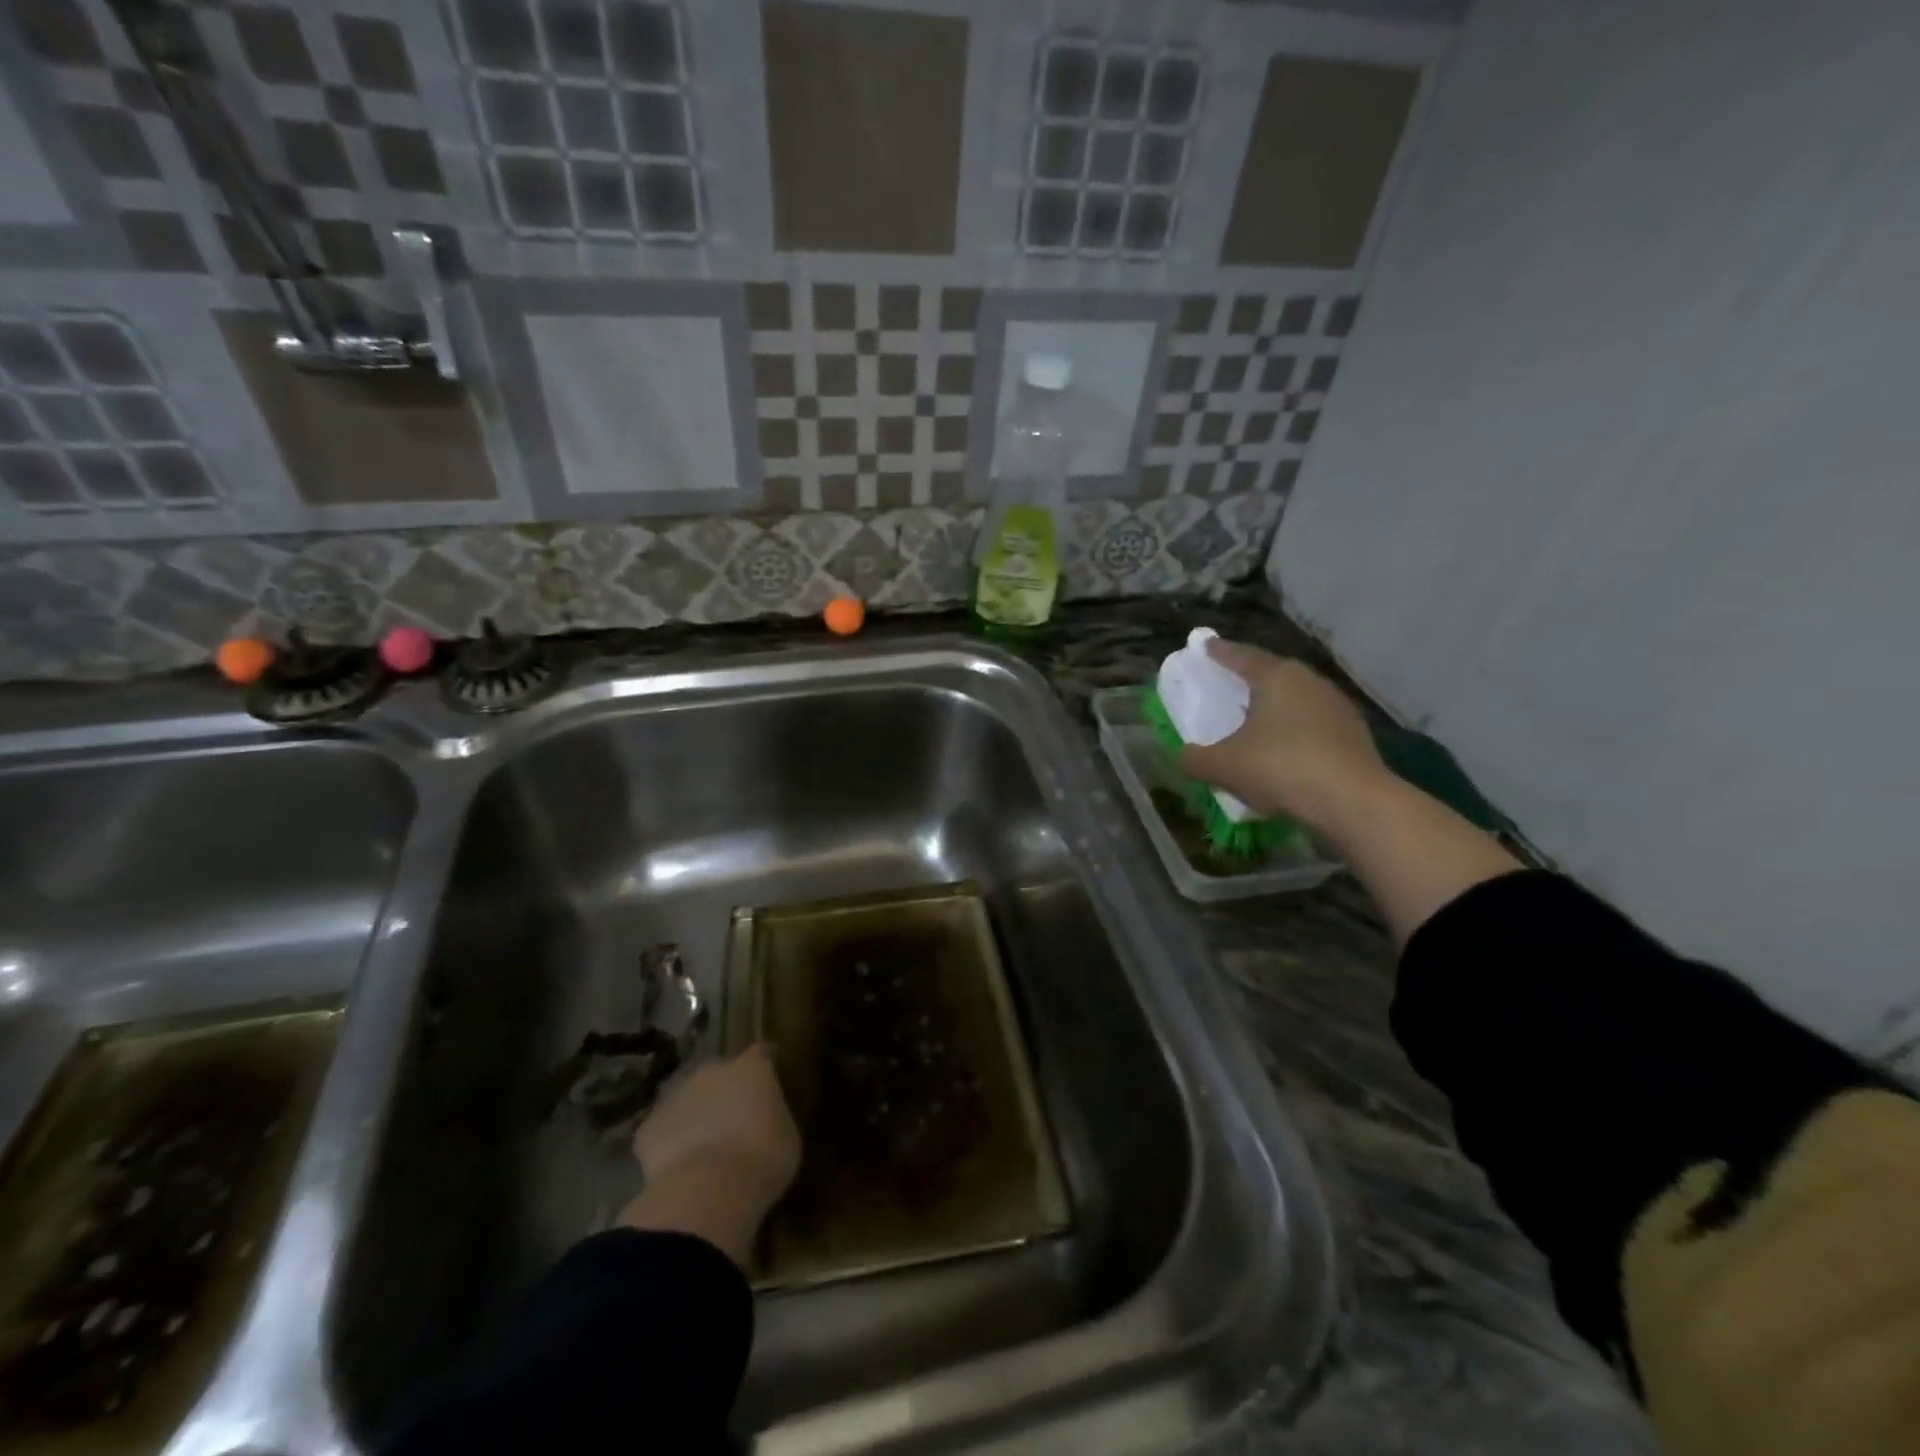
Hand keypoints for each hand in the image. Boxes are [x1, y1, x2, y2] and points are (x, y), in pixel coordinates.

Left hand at [621, 1044, 800, 1266]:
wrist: (707, 1191)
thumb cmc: (762, 1159)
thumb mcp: (786, 1136)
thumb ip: (772, 1117)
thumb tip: (764, 1119)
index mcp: (751, 1068)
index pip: (761, 1053)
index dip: (764, 1064)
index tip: (769, 1077)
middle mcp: (712, 1070)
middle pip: (719, 1072)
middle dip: (723, 1089)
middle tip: (733, 1117)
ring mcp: (675, 1095)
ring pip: (686, 1097)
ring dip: (694, 1112)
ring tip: (703, 1142)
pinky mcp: (648, 1127)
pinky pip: (662, 1129)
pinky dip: (669, 1141)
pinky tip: (677, 1164)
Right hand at [1179, 639, 1390, 833]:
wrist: (1354, 803)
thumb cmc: (1281, 769)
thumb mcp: (1223, 767)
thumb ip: (1195, 758)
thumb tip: (1183, 756)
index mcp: (1276, 677)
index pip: (1241, 656)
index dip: (1219, 652)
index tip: (1205, 645)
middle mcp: (1309, 682)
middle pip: (1273, 674)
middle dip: (1249, 679)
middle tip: (1229, 684)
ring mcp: (1337, 707)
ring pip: (1296, 700)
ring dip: (1274, 708)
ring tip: (1255, 722)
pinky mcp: (1354, 735)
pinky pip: (1313, 726)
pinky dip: (1294, 732)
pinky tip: (1285, 753)